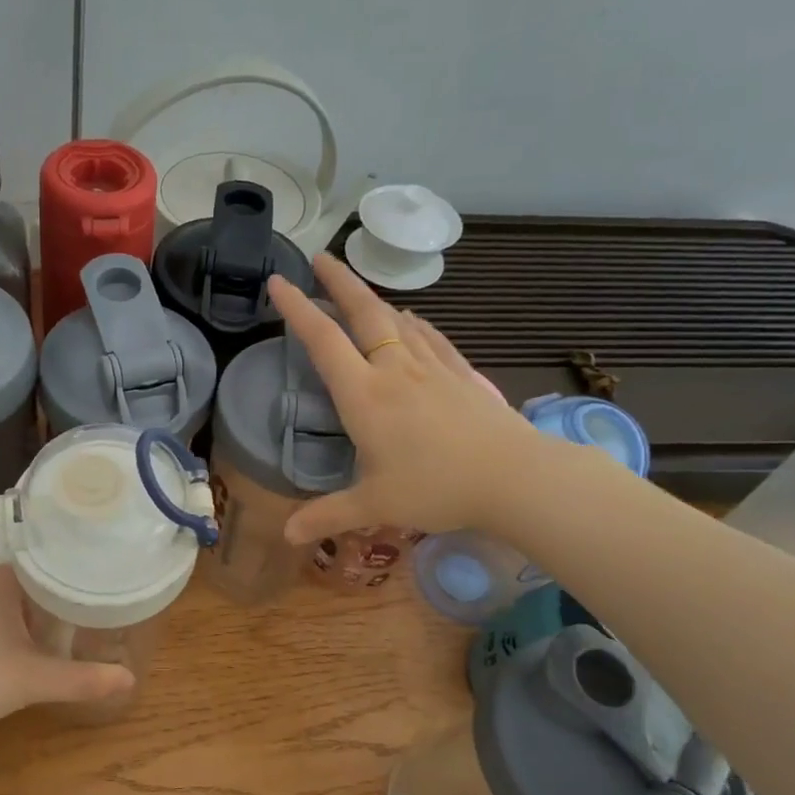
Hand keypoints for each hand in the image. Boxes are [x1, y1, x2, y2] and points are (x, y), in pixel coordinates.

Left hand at [0, 562, 135, 734]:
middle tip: (104, 599)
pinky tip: (37, 640)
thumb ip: (80, 679)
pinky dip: (20, 621)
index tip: (110, 573)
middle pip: (34, 576)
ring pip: (14, 596)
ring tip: (80, 617)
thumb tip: (129, 678)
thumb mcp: (30, 680)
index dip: (80, 565)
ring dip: (42, 607)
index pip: (49, 555)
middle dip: (66, 589)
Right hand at [266, 253, 545, 543]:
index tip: (279, 282)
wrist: (516, 477)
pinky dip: (414, 322)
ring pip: (398, 319)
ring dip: (373, 298)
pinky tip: (414, 320)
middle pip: (364, 313)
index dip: (298, 309)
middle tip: (320, 258)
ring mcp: (433, 368)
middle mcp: (395, 370)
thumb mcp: (374, 505)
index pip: (323, 341)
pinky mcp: (462, 375)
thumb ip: (327, 515)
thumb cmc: (437, 488)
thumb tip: (285, 536)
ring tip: (359, 290)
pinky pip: (431, 337)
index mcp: (365, 395)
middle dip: (339, 282)